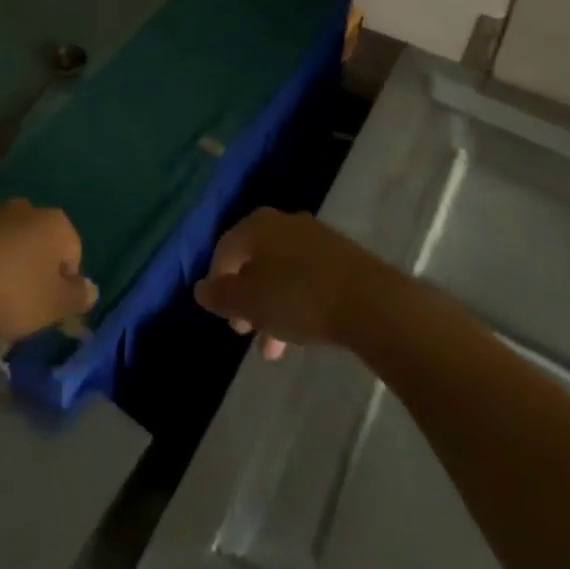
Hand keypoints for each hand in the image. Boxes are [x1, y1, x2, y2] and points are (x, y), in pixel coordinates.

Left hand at [0, 200, 97, 344]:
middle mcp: (26, 209)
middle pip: (40, 244)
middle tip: (23, 305)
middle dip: (35, 271)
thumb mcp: (53, 305)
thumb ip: (77, 297)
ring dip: (7, 268)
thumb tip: (91, 289)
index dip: (64, 283)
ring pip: (10, 244)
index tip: (47, 308)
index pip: (73, 252)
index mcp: (55, 223)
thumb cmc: (13, 293)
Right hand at [194, 209, 391, 360]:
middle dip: (247, 298)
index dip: (218, 282)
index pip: (225, 249)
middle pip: (255, 260)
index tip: (224, 317)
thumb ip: (221, 296)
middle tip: (247, 331)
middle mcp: (283, 222)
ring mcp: (315, 236)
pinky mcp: (341, 255)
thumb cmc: (298, 298)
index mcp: (256, 225)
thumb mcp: (249, 303)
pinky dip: (298, 300)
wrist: (370, 301)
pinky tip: (304, 329)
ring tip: (276, 346)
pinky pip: (307, 276)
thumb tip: (200, 288)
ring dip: (273, 306)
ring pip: (281, 271)